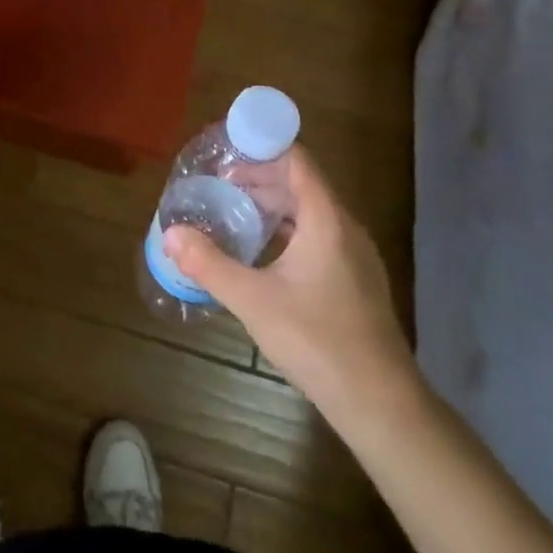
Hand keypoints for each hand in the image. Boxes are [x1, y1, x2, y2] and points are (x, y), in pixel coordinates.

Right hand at [164, 147, 418, 425]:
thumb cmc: (317, 340)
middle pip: (301, 184)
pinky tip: (264, 254)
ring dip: (274, 206)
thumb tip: (171, 234)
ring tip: (235, 214)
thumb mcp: (253, 300)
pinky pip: (319, 236)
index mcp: (326, 219)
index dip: (262, 148)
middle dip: (260, 179)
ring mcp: (355, 256)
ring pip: (310, 213)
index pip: (297, 161)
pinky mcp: (356, 281)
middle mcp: (345, 228)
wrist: (380, 403)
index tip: (226, 151)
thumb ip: (210, 264)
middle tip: (219, 185)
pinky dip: (289, 231)